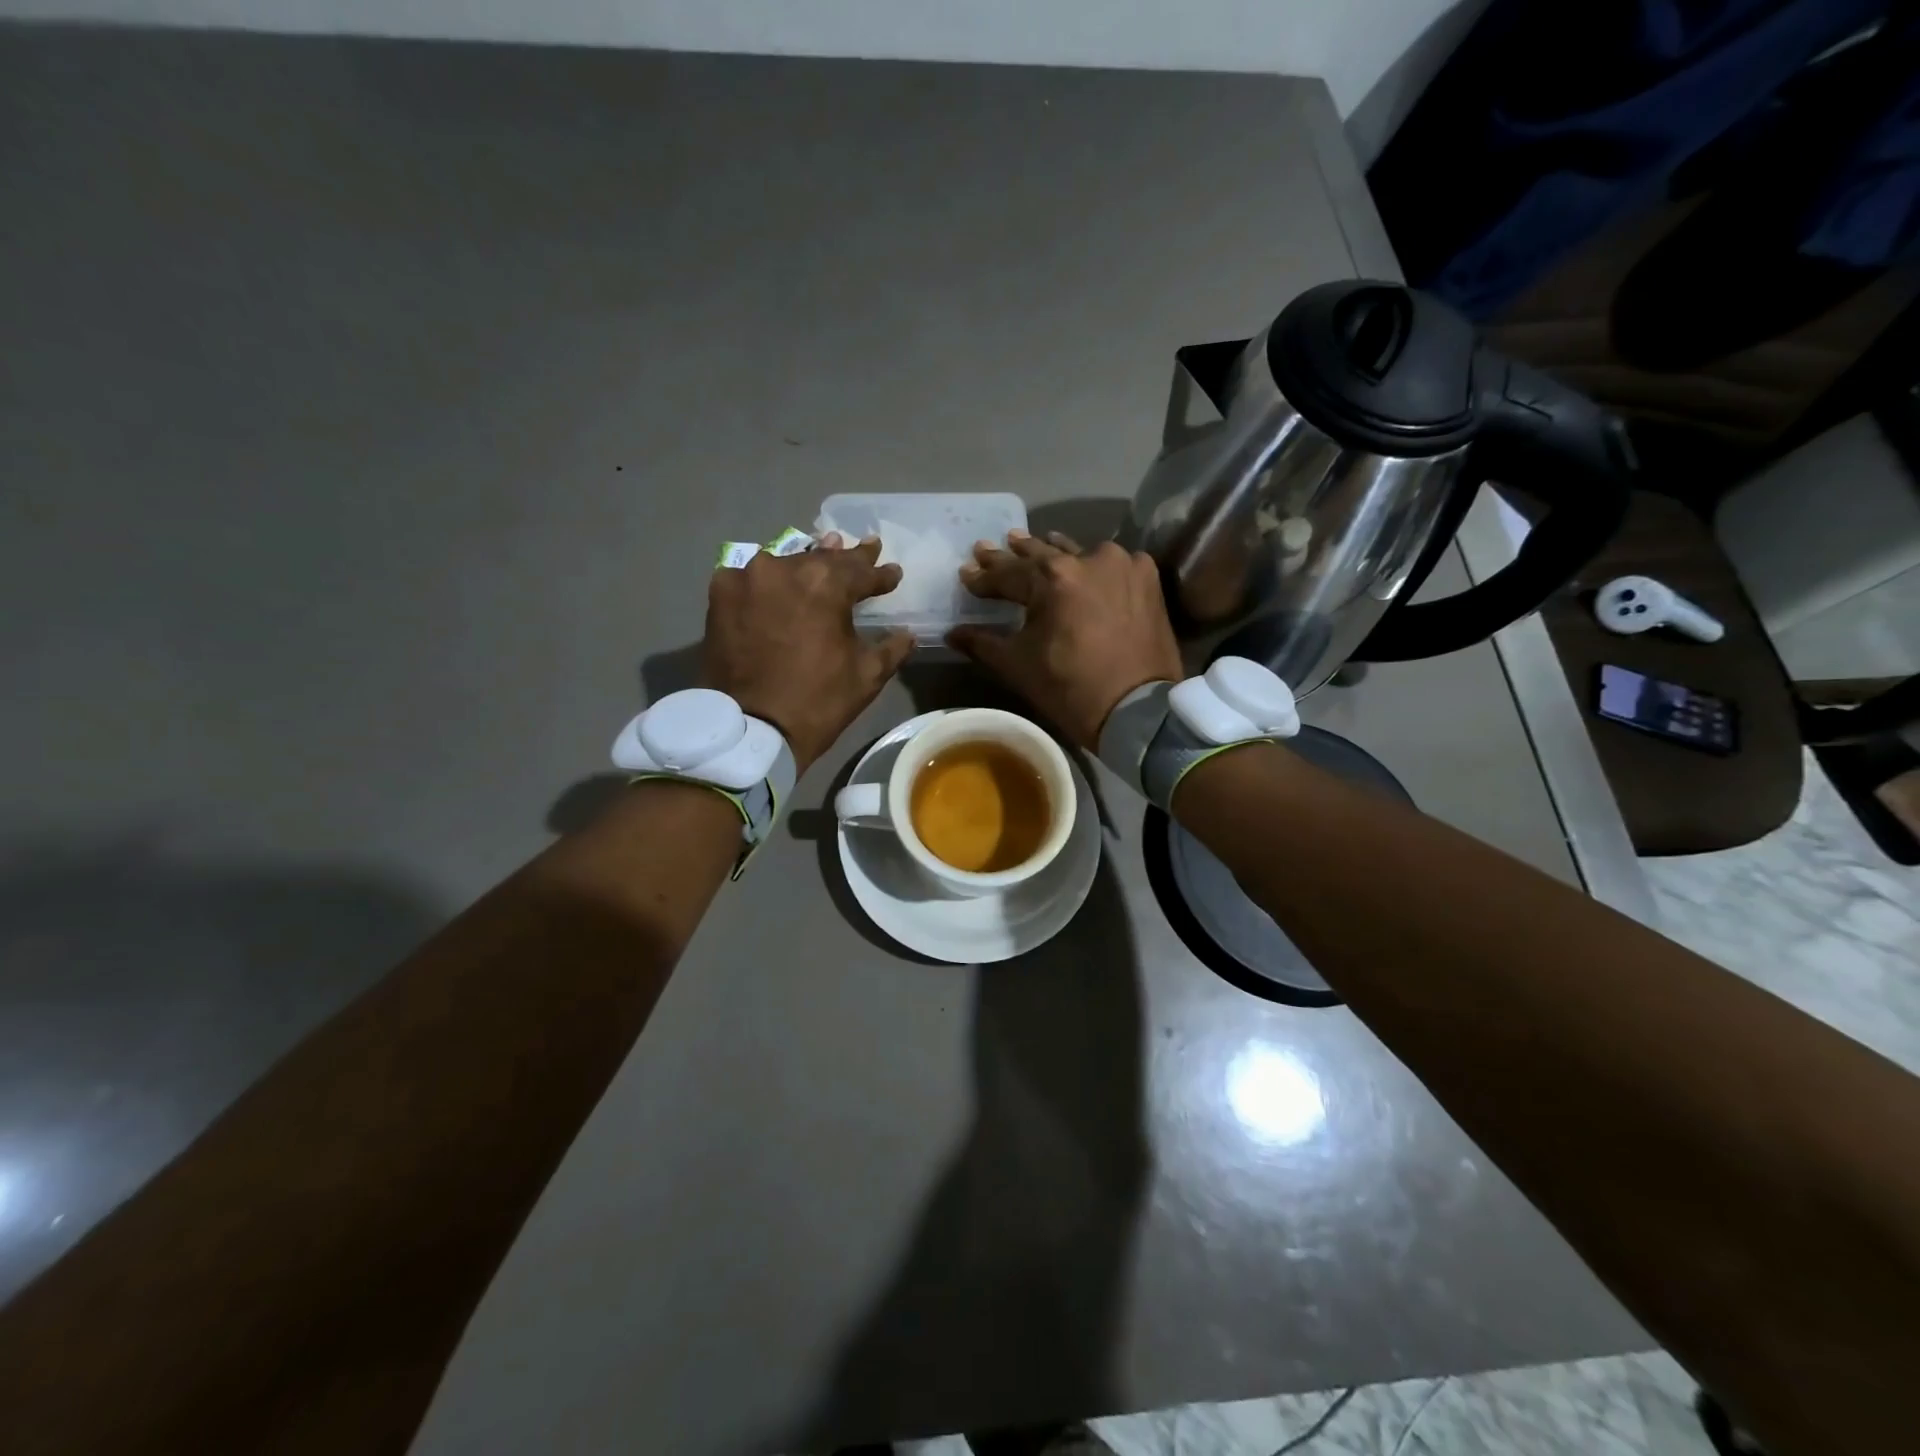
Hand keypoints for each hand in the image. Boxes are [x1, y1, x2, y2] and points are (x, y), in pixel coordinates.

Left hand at [703, 534, 912, 773]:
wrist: (751, 729)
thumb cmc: (818, 702)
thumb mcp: (867, 676)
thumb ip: (891, 648)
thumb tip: (907, 634)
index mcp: (826, 584)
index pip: (862, 572)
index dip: (881, 575)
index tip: (893, 573)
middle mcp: (785, 568)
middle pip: (823, 560)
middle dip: (846, 560)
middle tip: (865, 549)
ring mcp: (748, 577)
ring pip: (786, 564)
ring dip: (806, 564)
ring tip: (824, 554)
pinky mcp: (720, 594)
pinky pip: (750, 578)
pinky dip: (767, 580)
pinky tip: (776, 582)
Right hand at [949, 529, 1183, 747]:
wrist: (1137, 709)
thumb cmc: (1070, 688)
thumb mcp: (1018, 666)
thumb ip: (982, 643)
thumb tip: (952, 633)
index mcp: (1052, 577)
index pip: (1007, 574)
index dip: (983, 577)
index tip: (965, 573)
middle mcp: (1088, 558)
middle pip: (1041, 555)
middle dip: (1013, 555)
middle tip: (988, 548)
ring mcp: (1122, 564)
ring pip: (1078, 554)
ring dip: (1053, 553)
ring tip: (1029, 544)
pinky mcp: (1147, 578)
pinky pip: (1112, 565)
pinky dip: (1093, 566)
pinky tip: (1082, 565)